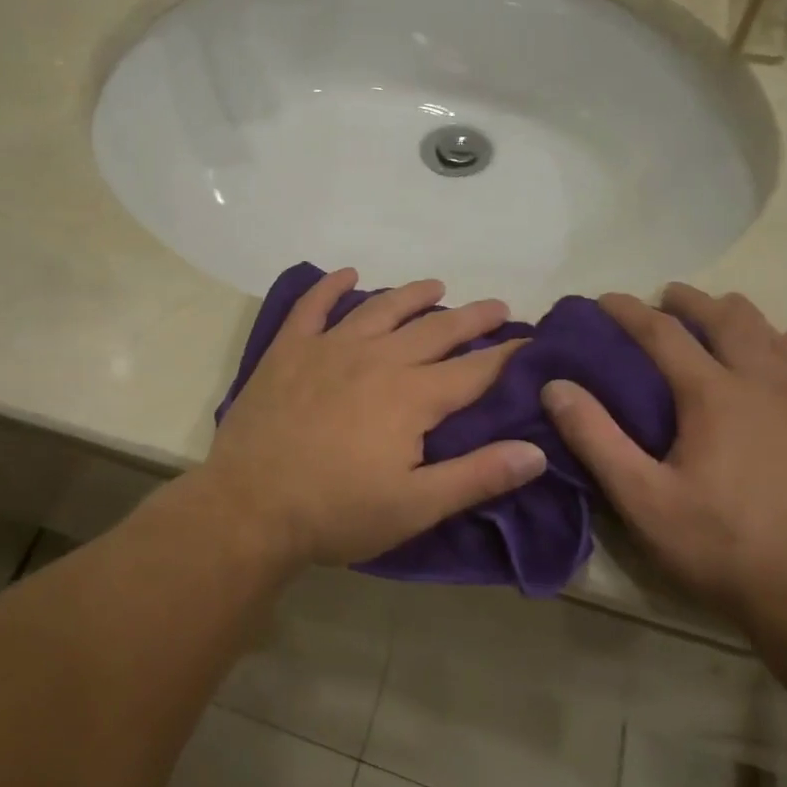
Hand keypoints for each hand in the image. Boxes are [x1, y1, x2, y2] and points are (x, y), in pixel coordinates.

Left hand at [201, 268, 546, 568]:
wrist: (250, 507)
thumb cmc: (337, 512)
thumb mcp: (416, 506)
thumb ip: (478, 476)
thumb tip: (537, 451)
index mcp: (411, 396)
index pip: (473, 370)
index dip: (506, 356)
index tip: (530, 343)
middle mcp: (376, 358)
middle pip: (435, 330)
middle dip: (471, 318)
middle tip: (496, 307)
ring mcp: (329, 348)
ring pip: (380, 309)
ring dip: (412, 295)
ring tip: (435, 286)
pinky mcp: (289, 350)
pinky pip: (312, 306)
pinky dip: (329, 286)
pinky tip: (346, 274)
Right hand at [541, 285, 786, 636]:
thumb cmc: (724, 548)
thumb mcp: (643, 500)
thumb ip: (596, 438)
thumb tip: (556, 385)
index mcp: (714, 395)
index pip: (663, 332)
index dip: (629, 310)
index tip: (605, 299)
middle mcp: (766, 382)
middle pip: (727, 318)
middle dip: (692, 301)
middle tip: (668, 297)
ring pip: (774, 333)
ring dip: (740, 317)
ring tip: (721, 317)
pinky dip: (785, 345)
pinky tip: (781, 355)